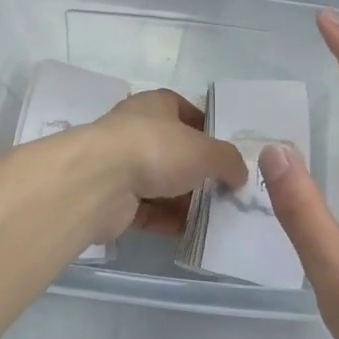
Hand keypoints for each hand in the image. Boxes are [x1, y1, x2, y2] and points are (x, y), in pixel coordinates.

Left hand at [82, 89, 246, 239]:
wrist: (100, 182)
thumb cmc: (156, 149)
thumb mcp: (206, 151)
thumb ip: (228, 160)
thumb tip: (239, 173)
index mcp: (155, 105)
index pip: (185, 111)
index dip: (207, 129)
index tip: (227, 152)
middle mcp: (136, 130)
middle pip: (174, 150)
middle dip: (198, 171)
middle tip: (226, 191)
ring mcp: (121, 164)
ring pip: (160, 182)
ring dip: (183, 200)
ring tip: (214, 217)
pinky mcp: (113, 198)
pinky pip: (146, 210)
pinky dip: (166, 220)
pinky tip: (190, 232)